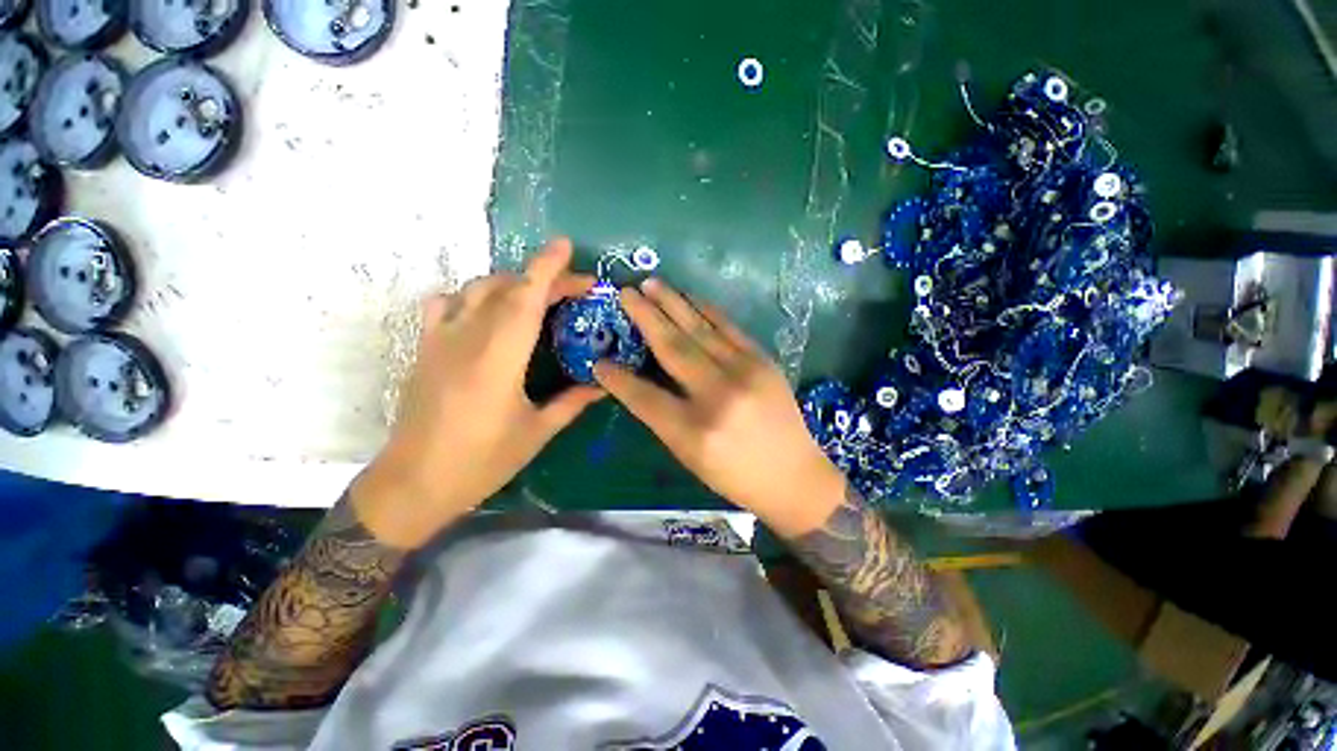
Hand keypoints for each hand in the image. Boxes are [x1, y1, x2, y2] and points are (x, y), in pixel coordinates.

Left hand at [353, 238, 604, 547]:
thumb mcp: (537, 432)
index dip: (547, 267)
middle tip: (576, 289)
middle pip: (508, 289)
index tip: (566, 246)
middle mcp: (468, 339)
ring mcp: (441, 340)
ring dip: (512, 284)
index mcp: (499, 359)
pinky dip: (471, 297)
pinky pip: (446, 304)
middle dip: (545, 279)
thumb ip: (573, 402)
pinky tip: (486, 313)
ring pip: (477, 289)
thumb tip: (604, 385)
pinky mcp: (425, 348)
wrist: (414, 482)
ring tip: (537, 297)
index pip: (525, 298)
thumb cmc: (481, 461)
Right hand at [594, 279, 846, 537]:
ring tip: (651, 283)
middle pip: (673, 348)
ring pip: (700, 329)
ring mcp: (745, 373)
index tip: (599, 362)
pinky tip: (689, 297)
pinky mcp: (763, 360)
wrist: (794, 475)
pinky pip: (728, 327)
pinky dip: (705, 309)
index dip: (618, 379)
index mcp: (694, 432)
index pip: (645, 398)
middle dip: (645, 317)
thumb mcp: (690, 456)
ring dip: (672, 303)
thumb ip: (663, 417)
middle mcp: (718, 396)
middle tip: (624, 292)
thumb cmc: (735, 475)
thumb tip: (638, 381)